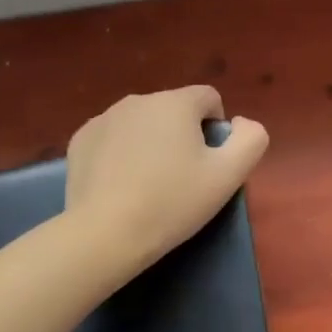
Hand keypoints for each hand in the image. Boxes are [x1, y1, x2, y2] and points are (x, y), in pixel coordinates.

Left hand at [65, 86, 268, 270]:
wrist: (106, 233)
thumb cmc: (173, 202)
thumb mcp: (229, 175)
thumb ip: (251, 139)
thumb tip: (238, 123)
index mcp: (176, 103)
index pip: (209, 98)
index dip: (216, 129)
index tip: (209, 164)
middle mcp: (138, 99)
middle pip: (174, 110)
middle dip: (182, 135)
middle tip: (181, 178)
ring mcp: (104, 117)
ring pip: (142, 123)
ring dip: (151, 142)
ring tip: (148, 184)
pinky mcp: (81, 139)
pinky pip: (113, 137)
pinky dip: (121, 153)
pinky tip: (120, 184)